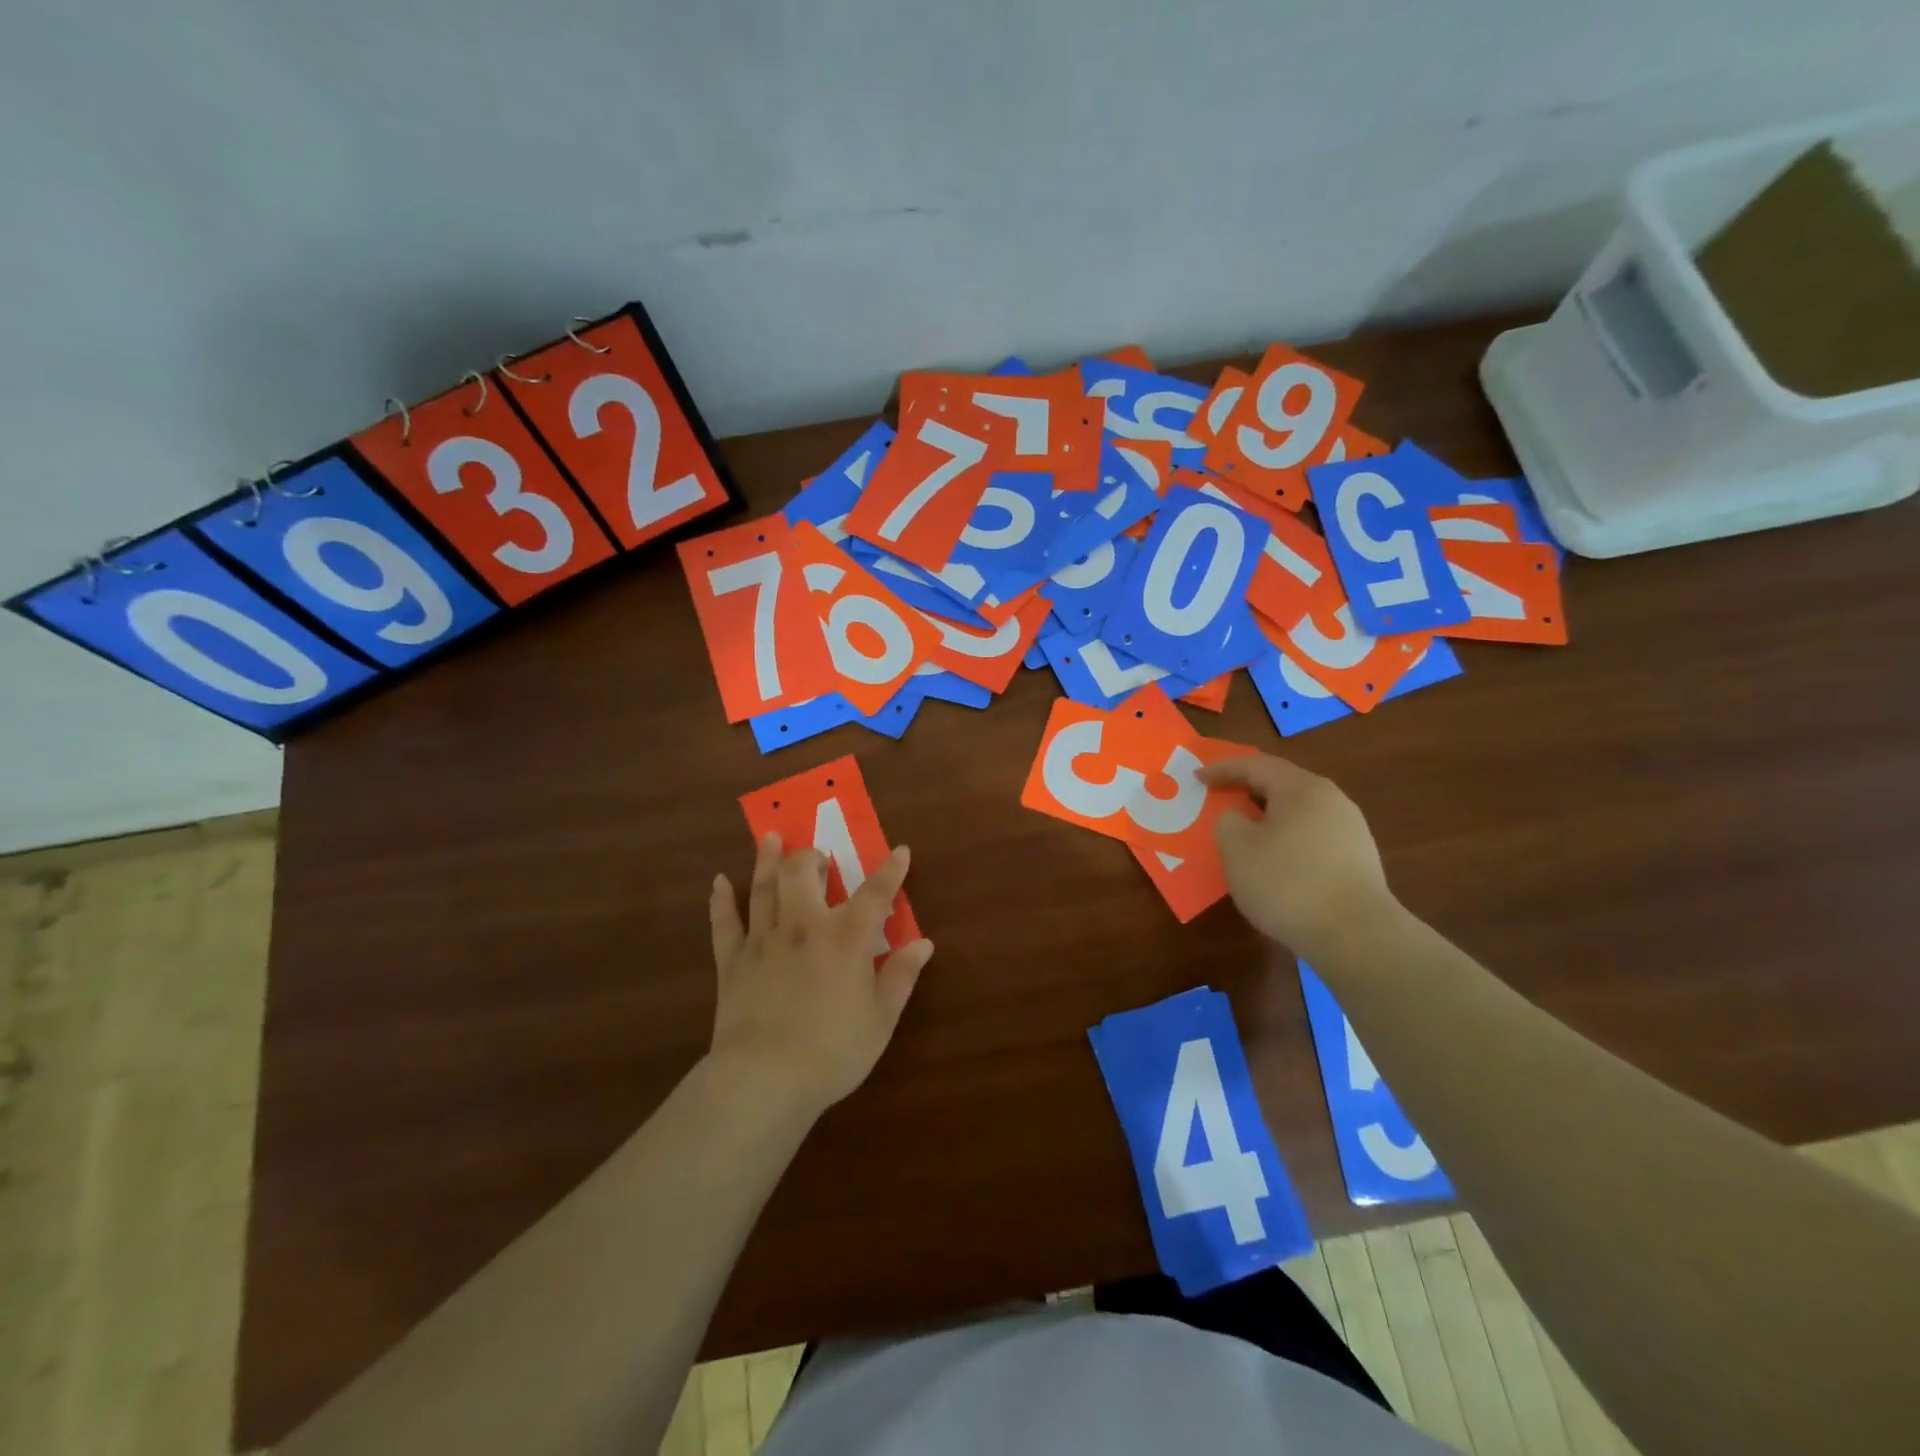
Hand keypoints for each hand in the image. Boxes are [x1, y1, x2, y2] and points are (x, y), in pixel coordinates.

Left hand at [707, 834, 933, 1117]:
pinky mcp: (733, 961)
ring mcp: (764, 940)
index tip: (900, 851)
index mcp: (845, 938)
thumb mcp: (881, 1019)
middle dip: (812, 857)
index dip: (890, 871)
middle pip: (803, 873)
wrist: (765, 1079)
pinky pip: (725, 923)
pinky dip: (721, 900)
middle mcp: (804, 926)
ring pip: (764, 887)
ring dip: (767, 859)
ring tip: (770, 837)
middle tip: (818, 857)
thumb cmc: (833, 1051)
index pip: (875, 893)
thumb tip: (923, 943)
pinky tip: (719, 882)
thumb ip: (900, 976)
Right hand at [1197, 753, 1394, 955]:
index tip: (1197, 778)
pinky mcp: (1358, 860)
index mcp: (1302, 789)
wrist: (1356, 936)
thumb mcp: (1237, 849)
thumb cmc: (1288, 883)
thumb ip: (1228, 821)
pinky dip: (1287, 840)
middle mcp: (1332, 800)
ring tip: (1245, 834)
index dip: (1222, 769)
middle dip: (1247, 791)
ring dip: (1268, 818)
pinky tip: (1276, 863)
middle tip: (1220, 800)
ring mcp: (1351, 830)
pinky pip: (1312, 837)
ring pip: (1298, 812)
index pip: (1256, 765)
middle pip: (1282, 785)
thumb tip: (1239, 818)